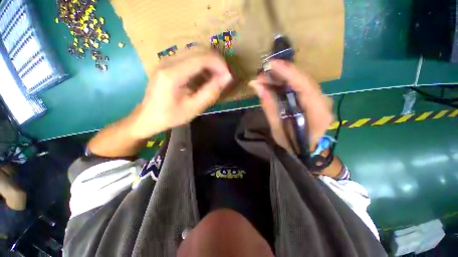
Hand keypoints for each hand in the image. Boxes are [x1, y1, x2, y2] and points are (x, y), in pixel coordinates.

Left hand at [131, 48, 232, 138]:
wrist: (148, 117)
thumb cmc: (170, 116)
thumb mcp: (194, 108)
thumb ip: (211, 92)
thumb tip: (227, 78)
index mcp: (172, 74)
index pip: (201, 58)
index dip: (219, 64)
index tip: (228, 77)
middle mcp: (168, 61)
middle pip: (199, 50)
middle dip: (216, 62)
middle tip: (224, 77)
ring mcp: (166, 60)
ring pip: (195, 51)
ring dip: (209, 62)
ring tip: (216, 78)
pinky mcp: (167, 63)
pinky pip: (189, 57)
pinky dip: (202, 64)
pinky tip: (204, 77)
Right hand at [249, 60, 332, 152]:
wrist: (307, 151)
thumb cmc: (293, 145)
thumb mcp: (278, 129)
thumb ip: (269, 107)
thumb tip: (257, 86)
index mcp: (317, 113)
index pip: (304, 86)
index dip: (287, 73)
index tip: (270, 65)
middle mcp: (324, 102)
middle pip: (304, 80)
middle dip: (282, 73)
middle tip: (263, 73)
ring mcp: (321, 99)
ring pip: (303, 81)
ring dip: (284, 77)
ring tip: (266, 77)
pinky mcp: (316, 99)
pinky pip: (301, 86)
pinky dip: (288, 82)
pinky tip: (276, 82)